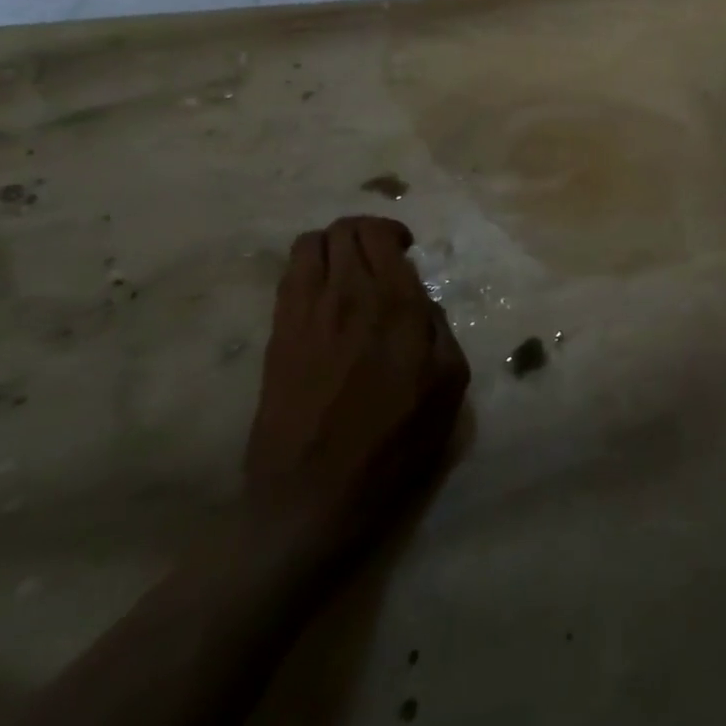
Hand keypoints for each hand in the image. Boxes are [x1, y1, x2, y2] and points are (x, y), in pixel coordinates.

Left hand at [245, 217, 469, 528]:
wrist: (312, 496)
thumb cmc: (392, 446)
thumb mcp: (448, 388)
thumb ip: (440, 330)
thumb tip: (421, 303)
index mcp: (395, 304)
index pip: (381, 235)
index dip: (393, 232)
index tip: (405, 251)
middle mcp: (347, 294)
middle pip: (345, 229)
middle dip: (365, 232)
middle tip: (380, 258)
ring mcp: (305, 311)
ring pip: (312, 243)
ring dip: (333, 245)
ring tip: (347, 270)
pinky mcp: (277, 332)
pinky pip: (288, 275)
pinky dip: (307, 268)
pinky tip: (321, 294)